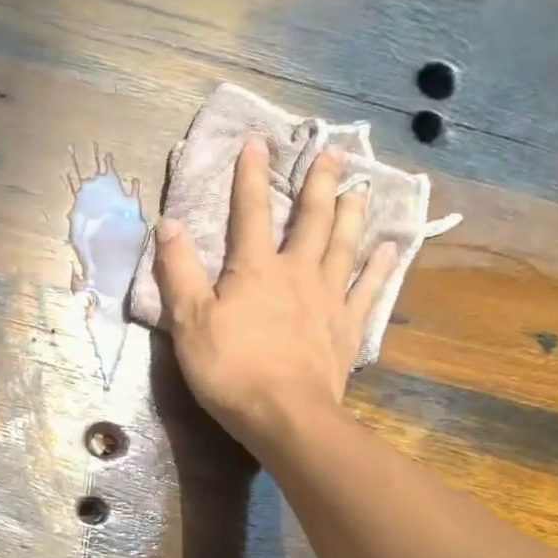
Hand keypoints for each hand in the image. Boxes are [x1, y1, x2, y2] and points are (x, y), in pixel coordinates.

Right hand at [154, 138, 397, 453]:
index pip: (250, 213)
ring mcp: (327, 299)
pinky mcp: (346, 328)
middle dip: (319, 184)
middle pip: (311, 220)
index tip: (256, 142)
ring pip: (343, 246)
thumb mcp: (189, 321)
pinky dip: (379, 268)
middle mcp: (297, 273)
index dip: (250, 176)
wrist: (284, 415)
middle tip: (332, 153)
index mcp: (255, 270)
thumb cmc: (230, 369)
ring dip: (352, 215)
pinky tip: (390, 250)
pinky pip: (368, 290)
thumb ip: (178, 272)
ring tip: (360, 189)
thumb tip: (167, 224)